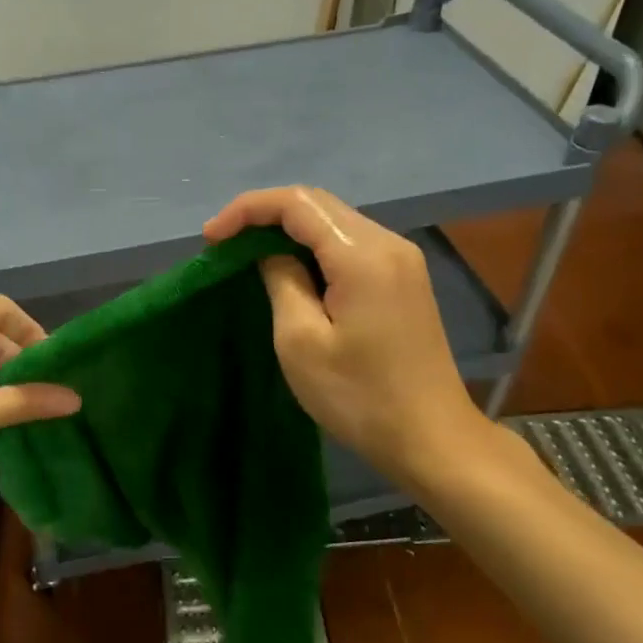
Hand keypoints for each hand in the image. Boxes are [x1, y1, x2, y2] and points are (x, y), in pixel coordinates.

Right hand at [204, 186, 494, 487]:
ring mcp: (402, 260)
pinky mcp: (404, 280)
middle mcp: (388, 243)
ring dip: (288, 231)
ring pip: (334, 223)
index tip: (210, 239)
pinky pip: (351, 245)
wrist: (431, 438)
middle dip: (265, 216)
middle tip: (225, 246)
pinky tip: (292, 271)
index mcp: (362, 254)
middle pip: (318, 205)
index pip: (297, 203)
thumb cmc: (359, 396)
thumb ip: (282, 281)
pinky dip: (314, 248)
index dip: (247, 210)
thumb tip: (271, 253)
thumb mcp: (301, 341)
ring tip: (248, 256)